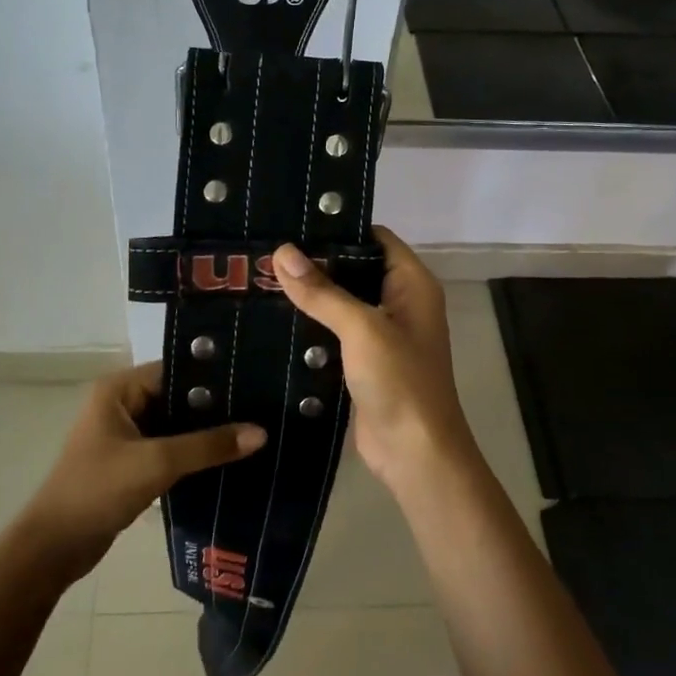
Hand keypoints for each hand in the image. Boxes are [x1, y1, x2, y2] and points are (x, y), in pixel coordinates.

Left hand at [21, 363, 264, 580]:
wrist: (55, 547)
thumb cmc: (98, 490)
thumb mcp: (157, 463)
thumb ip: (208, 446)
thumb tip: (261, 432)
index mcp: (118, 390)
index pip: (175, 370)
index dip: (213, 377)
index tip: (254, 383)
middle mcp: (121, 404)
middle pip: (178, 397)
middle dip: (215, 408)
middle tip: (261, 410)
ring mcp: (125, 435)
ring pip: (175, 425)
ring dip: (205, 434)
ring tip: (253, 433)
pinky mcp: (131, 463)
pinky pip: (169, 448)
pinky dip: (193, 454)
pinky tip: (227, 460)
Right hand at [272, 228, 478, 497]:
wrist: (414, 454)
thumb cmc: (400, 382)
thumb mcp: (362, 329)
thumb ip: (323, 291)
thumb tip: (282, 252)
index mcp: (412, 284)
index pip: (375, 238)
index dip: (338, 227)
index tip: (292, 221)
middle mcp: (399, 303)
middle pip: (354, 269)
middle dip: (316, 262)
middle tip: (265, 249)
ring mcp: (381, 335)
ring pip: (341, 303)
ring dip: (309, 295)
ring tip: (260, 276)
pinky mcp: (362, 362)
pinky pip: (333, 333)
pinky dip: (309, 326)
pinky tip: (272, 318)